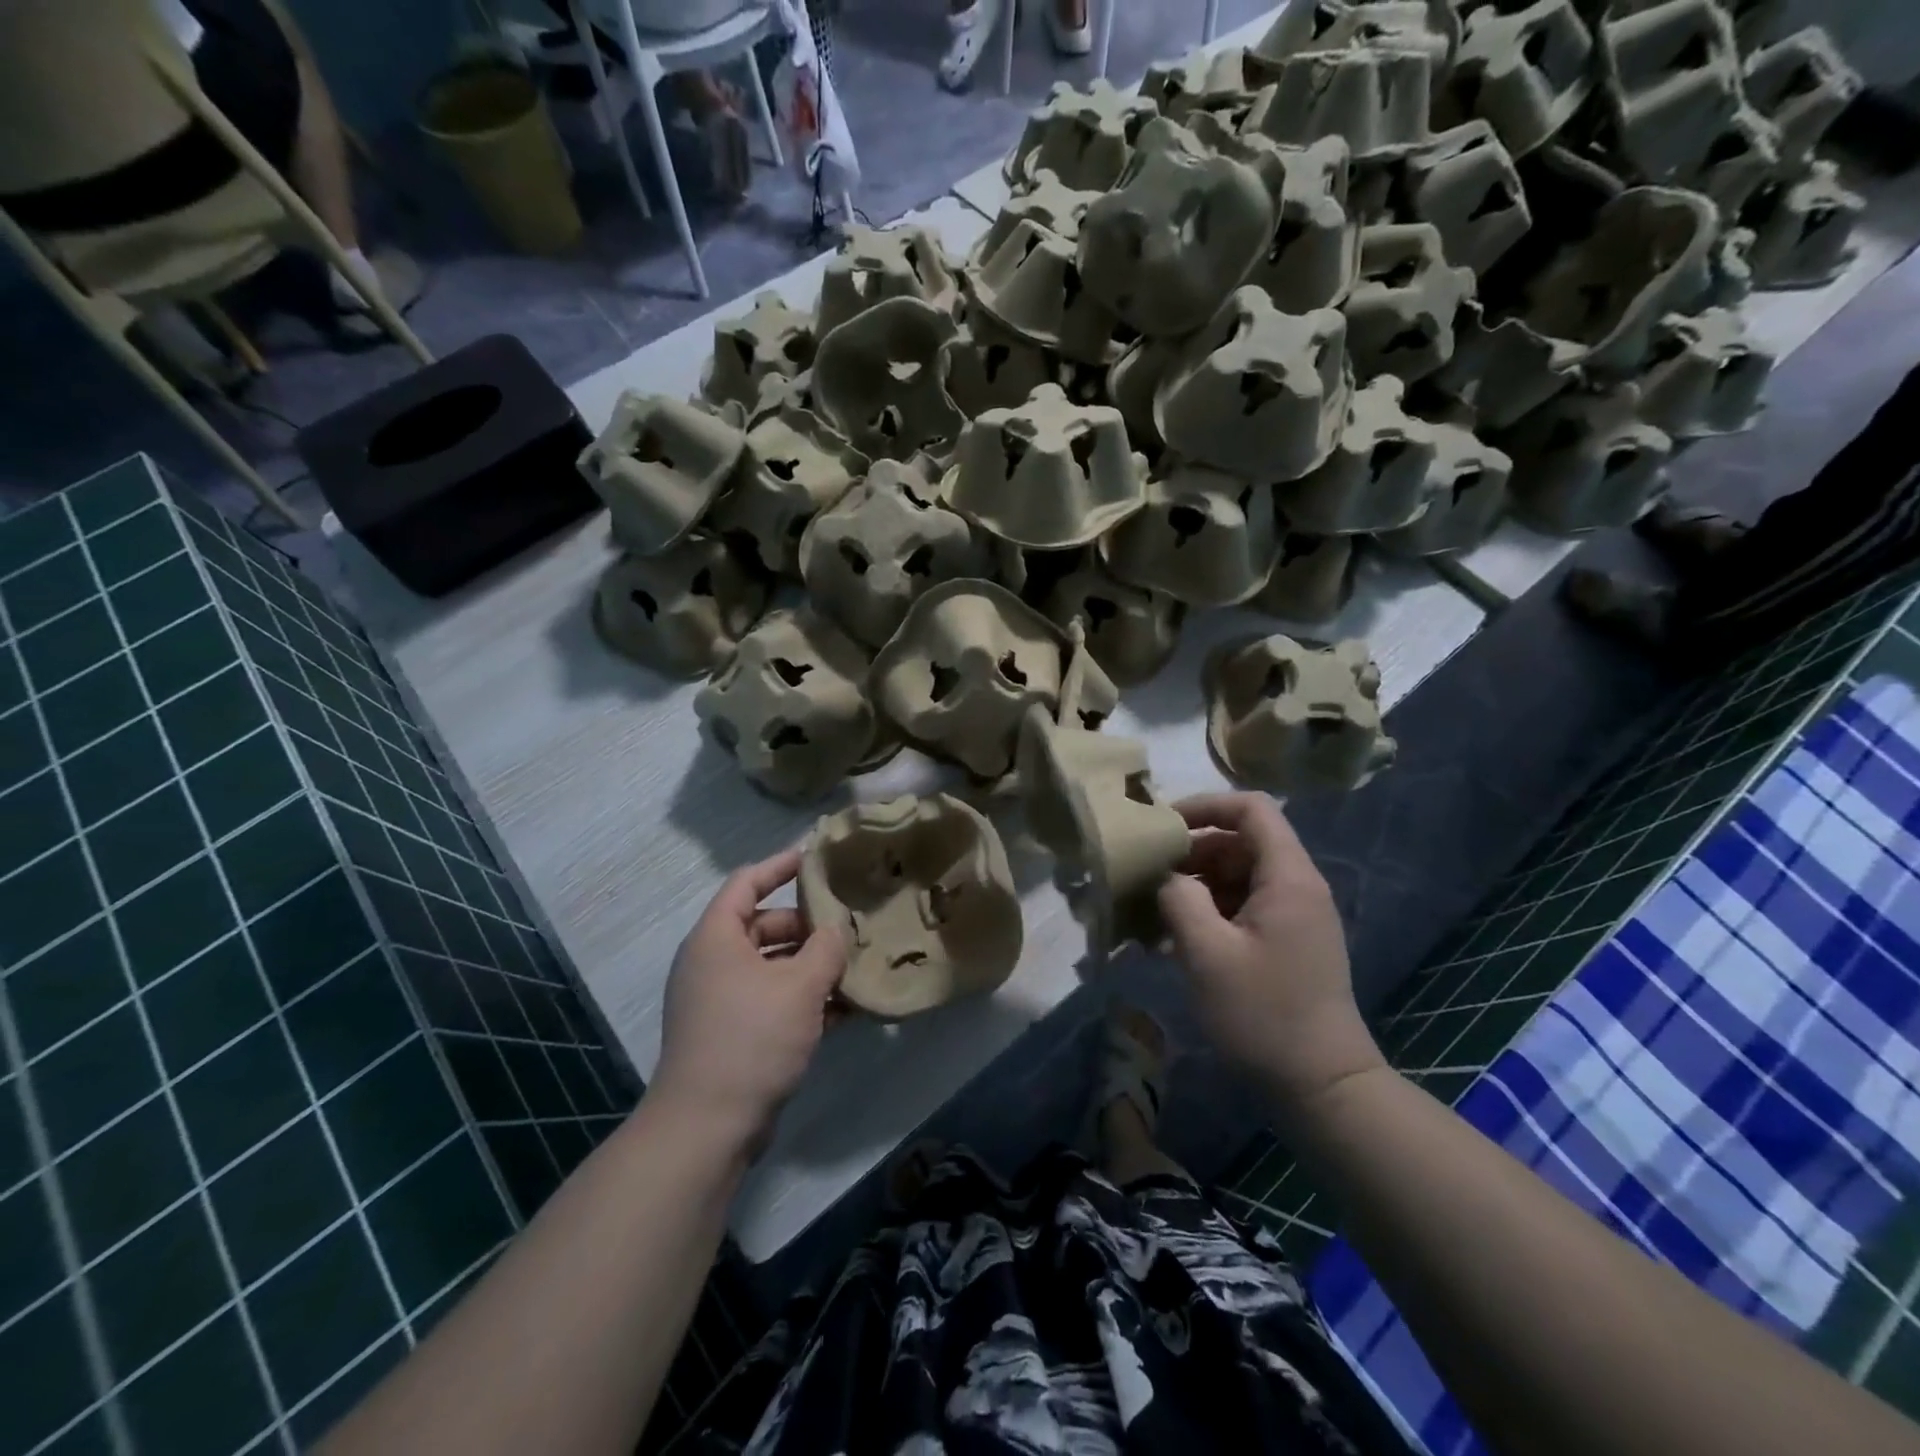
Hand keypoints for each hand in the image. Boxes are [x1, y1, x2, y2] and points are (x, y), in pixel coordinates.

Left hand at [650, 848, 844, 1155]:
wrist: (708, 1127)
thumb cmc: (752, 1038)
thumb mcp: (801, 986)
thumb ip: (826, 948)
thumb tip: (837, 929)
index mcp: (716, 938)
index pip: (747, 882)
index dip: (780, 865)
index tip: (816, 858)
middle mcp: (713, 963)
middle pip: (764, 925)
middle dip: (808, 926)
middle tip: (849, 925)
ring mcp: (720, 1001)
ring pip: (773, 967)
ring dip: (811, 967)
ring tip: (855, 967)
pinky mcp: (732, 1034)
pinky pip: (772, 1001)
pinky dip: (803, 1000)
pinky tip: (844, 1011)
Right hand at [1156, 794, 1384, 1123]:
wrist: (1321, 1087)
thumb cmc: (1263, 1014)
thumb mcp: (1207, 953)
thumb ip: (1179, 899)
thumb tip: (1166, 876)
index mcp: (1288, 877)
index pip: (1251, 809)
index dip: (1205, 805)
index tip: (1162, 826)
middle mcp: (1296, 887)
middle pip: (1240, 842)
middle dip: (1191, 852)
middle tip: (1148, 875)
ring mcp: (1293, 917)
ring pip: (1237, 876)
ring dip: (1194, 886)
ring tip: (1152, 912)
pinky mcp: (1285, 943)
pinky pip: (1241, 908)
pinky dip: (1207, 913)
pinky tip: (1172, 941)